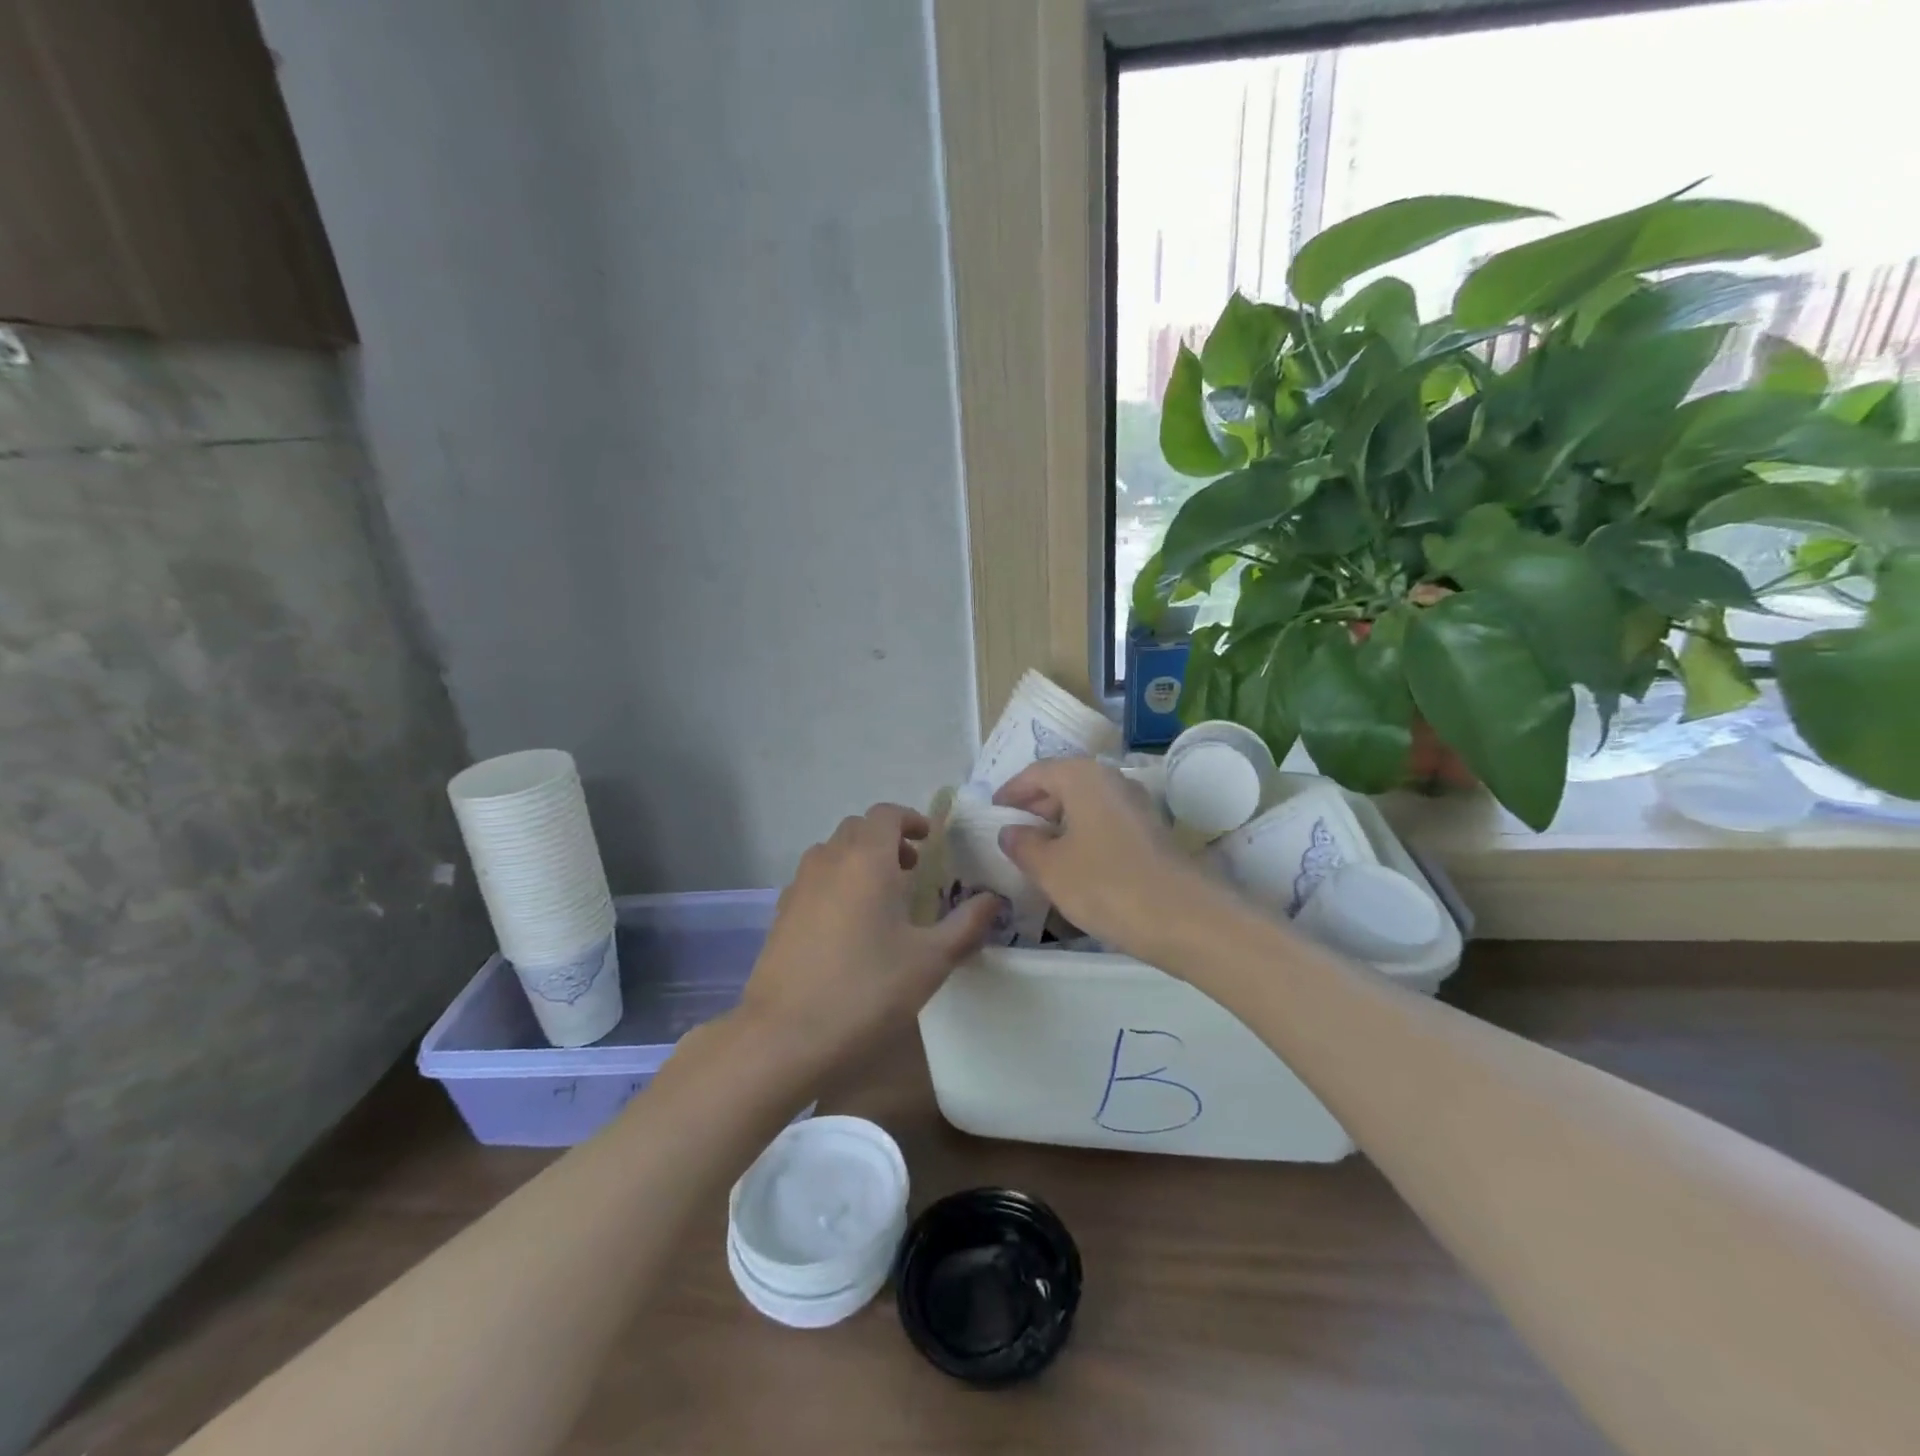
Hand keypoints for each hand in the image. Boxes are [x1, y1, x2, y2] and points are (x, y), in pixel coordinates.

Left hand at [738, 803, 1000, 1072]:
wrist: (785, 1036)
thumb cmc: (866, 990)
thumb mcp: (930, 960)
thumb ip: (966, 925)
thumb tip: (993, 900)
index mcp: (866, 860)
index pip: (886, 814)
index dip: (910, 819)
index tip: (929, 841)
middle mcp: (829, 861)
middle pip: (858, 829)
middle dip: (887, 839)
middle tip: (912, 869)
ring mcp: (799, 887)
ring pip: (832, 852)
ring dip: (859, 859)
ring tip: (882, 896)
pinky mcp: (781, 914)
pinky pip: (814, 880)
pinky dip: (836, 882)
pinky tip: (848, 925)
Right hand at [995, 759, 1232, 963]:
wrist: (1185, 919)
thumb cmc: (1106, 885)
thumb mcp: (1051, 868)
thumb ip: (1023, 845)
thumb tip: (1010, 831)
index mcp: (1083, 777)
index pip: (1037, 772)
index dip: (1011, 792)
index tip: (992, 813)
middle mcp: (1112, 780)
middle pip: (1063, 784)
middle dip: (1035, 807)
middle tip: (1012, 836)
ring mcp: (1137, 806)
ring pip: (1086, 806)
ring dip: (1060, 824)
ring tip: (1038, 855)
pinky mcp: (1152, 833)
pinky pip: (1105, 824)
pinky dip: (1083, 837)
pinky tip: (1074, 867)